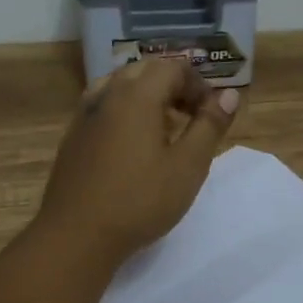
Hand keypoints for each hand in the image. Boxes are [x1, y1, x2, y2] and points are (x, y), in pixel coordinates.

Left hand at [36, 58, 241, 264]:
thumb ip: (210, 125)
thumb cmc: (139, 200)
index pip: (172, 68)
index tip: (211, 113)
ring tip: (164, 129)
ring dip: (147, 97)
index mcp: (137, 95)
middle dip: (173, 86)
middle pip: (144, 71)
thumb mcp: (188, 166)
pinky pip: (103, 107)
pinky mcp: (73, 137)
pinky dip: (125, 112)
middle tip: (192, 117)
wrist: (76, 235)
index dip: (198, 84)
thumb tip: (229, 94)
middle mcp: (107, 95)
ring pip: (119, 87)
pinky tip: (133, 146)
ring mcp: (84, 115)